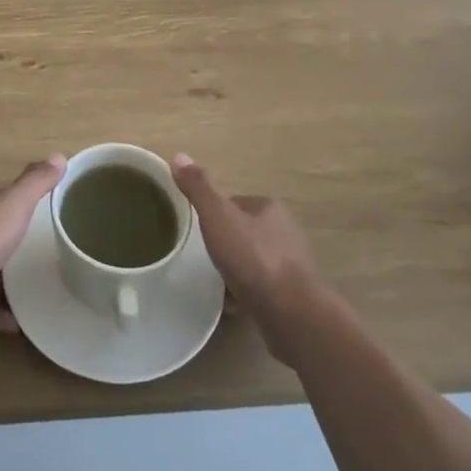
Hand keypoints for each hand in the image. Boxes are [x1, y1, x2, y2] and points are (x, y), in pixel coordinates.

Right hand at [168, 154, 322, 362]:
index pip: (234, 202)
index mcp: (269, 207)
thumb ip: (198, 188)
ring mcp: (291, 264)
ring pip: (253, 260)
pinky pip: (261, 287)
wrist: (291, 314)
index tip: (196, 228)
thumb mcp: (218, 217)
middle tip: (202, 255)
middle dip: (226, 242)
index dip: (214, 213)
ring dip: (236, 269)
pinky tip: (230, 304)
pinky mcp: (292, 295)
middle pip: (245, 231)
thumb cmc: (253, 257)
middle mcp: (285, 231)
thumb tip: (179, 156)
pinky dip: (245, 292)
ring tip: (213, 280)